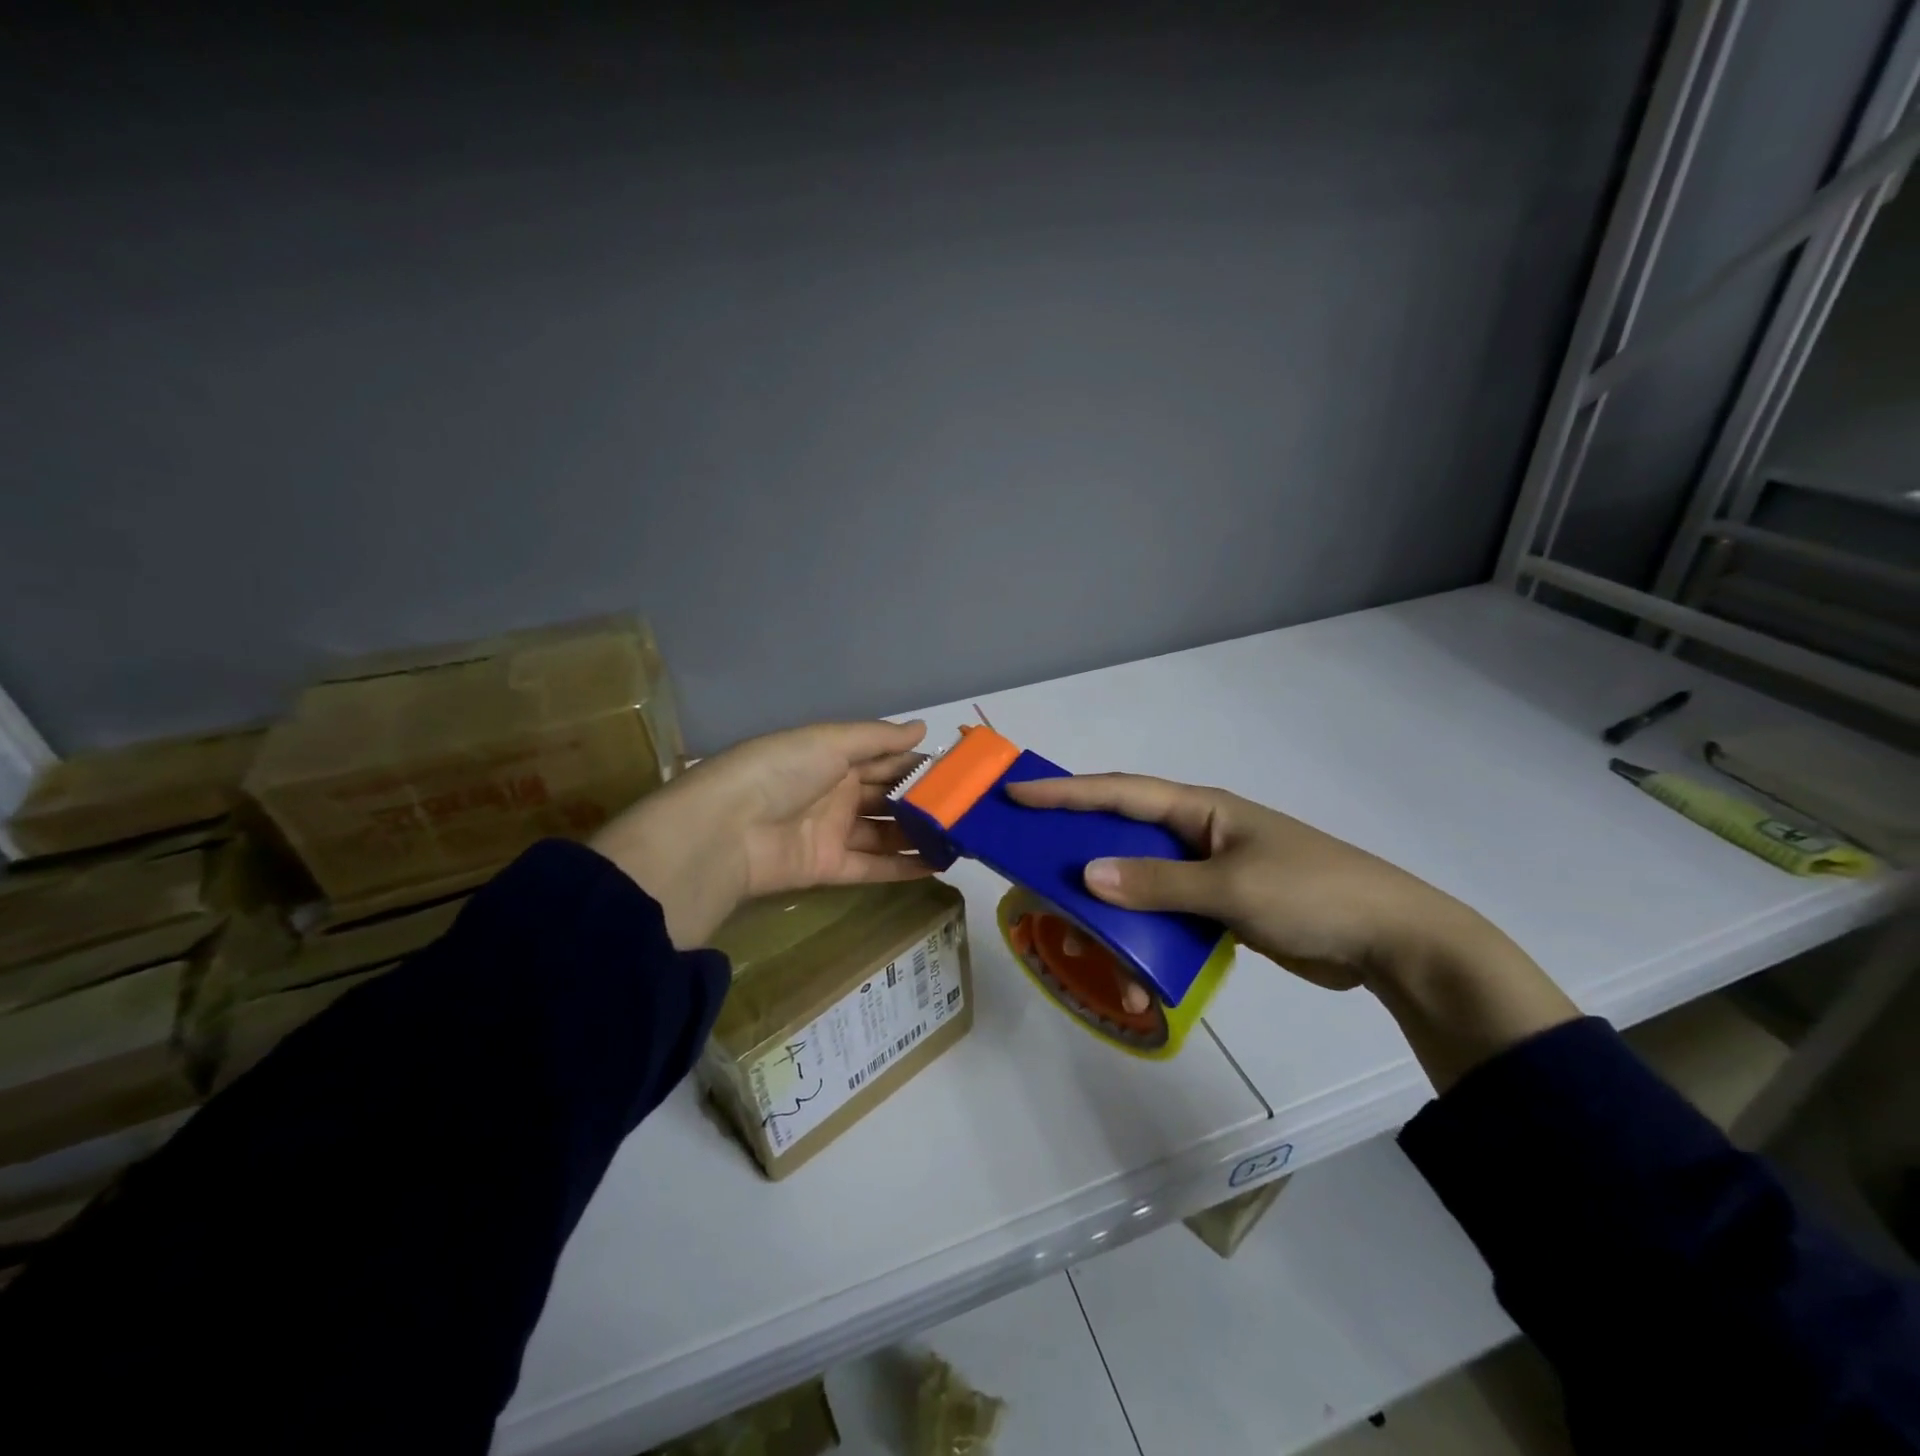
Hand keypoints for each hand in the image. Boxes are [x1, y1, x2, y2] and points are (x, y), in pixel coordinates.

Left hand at [591, 720, 931, 946]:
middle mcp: (834, 792)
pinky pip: (873, 866)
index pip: (883, 758)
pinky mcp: (828, 867)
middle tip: (968, 808)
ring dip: (919, 835)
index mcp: (831, 757)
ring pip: (884, 833)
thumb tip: (921, 729)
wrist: (726, 830)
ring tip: (962, 838)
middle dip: (923, 801)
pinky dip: (903, 867)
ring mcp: (832, 831)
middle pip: (887, 796)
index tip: (958, 771)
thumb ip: (877, 739)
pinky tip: (938, 866)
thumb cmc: (780, 772)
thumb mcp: (828, 741)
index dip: (917, 764)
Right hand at [1006, 773, 1576, 1090]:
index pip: (1119, 793)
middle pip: (1121, 833)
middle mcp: (1197, 833)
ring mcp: (1208, 870)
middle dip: (1075, 844)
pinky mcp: (1219, 907)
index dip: (1065, 792)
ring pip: (1139, 879)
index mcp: (1200, 809)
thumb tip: (1087, 875)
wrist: (1390, 941)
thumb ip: (1158, 884)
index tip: (1016, 794)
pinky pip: (1165, 913)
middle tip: (1027, 860)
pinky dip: (1142, 933)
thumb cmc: (1312, 895)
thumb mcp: (1232, 887)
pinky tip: (1127, 963)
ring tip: (1070, 922)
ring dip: (1108, 901)